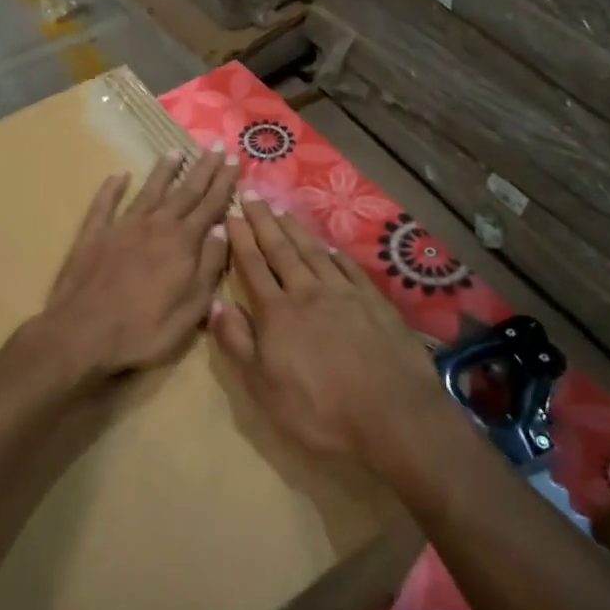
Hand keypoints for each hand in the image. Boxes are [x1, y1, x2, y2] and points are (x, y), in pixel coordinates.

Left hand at [33, 149, 239, 380]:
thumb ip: (209, 267)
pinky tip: (119, 174)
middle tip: (216, 146)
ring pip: (148, 191)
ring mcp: (122, 227)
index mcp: (182, 244)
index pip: (210, 205)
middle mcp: (155, 226)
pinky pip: (105, 204)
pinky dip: (112, 187)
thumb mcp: (191, 309)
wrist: (82, 334)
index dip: (224, 183)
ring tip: (176, 150)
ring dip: (163, 170)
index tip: (236, 159)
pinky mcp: (93, 235)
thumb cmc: (143, 330)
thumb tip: (222, 230)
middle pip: (184, 192)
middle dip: (203, 169)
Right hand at [210, 196, 455, 469]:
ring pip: (314, 252)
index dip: (241, 239)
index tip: (232, 213)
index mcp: (277, 313)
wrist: (392, 415)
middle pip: (282, 250)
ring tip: (282, 210)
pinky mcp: (375, 303)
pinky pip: (349, 268)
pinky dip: (334, 253)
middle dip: (264, 221)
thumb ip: (237, 343)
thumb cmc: (319, 410)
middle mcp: (309, 293)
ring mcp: (345, 294)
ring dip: (296, 230)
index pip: (253, 266)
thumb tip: (216, 304)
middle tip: (253, 194)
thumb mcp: (263, 387)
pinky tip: (329, 245)